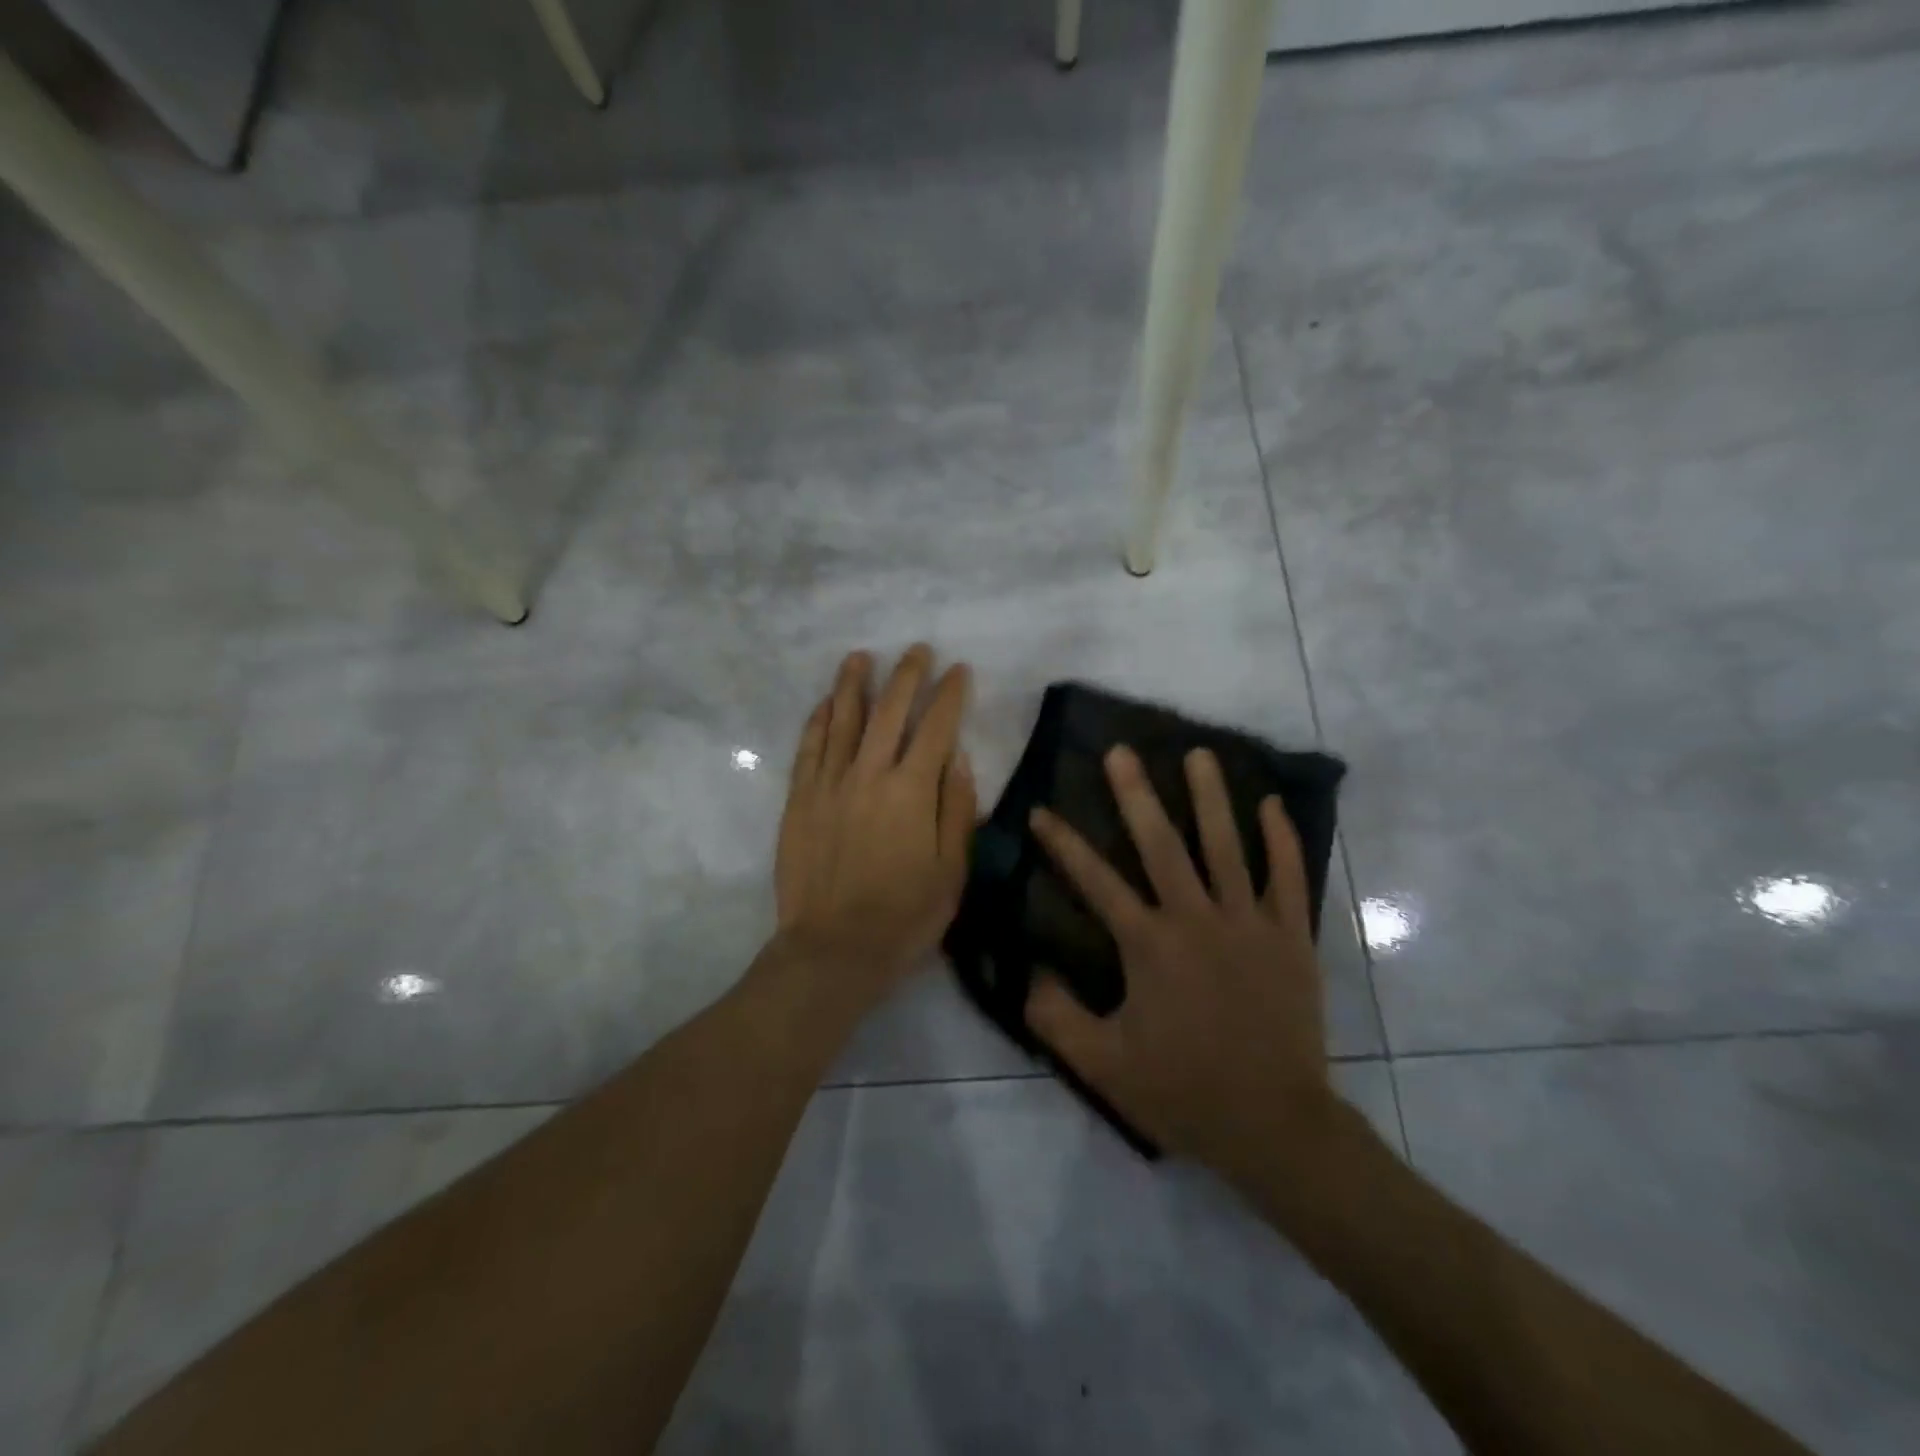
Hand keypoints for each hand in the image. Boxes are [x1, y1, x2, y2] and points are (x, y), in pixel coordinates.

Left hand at [771, 646, 976, 1012]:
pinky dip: (817, 721)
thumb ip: (956, 809)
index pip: (936, 727)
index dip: (950, 694)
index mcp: (912, 790)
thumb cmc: (905, 916)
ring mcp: (828, 784)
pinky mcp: (800, 800)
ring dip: (854, 684)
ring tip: (862, 656)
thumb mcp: (952, 870)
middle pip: (889, 711)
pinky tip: (824, 703)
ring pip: (842, 719)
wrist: (834, 949)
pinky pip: (808, 748)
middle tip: (917, 650)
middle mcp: (868, 774)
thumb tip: (958, 757)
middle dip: (907, 675)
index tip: (959, 670)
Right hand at [1024, 745, 1331, 1178]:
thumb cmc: (1184, 1092)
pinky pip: (1288, 879)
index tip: (1041, 810)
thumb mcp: (1103, 1066)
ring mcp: (1250, 924)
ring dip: (1210, 798)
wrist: (1275, 1126)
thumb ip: (1057, 1016)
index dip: (1063, 844)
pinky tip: (1272, 804)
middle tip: (1121, 751)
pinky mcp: (1291, 938)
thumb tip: (1027, 970)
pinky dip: (1282, 840)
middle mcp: (1197, 919)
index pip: (1096, 881)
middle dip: (1136, 795)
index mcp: (1150, 945)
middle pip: (1162, 845)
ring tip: (1198, 753)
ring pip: (1227, 847)